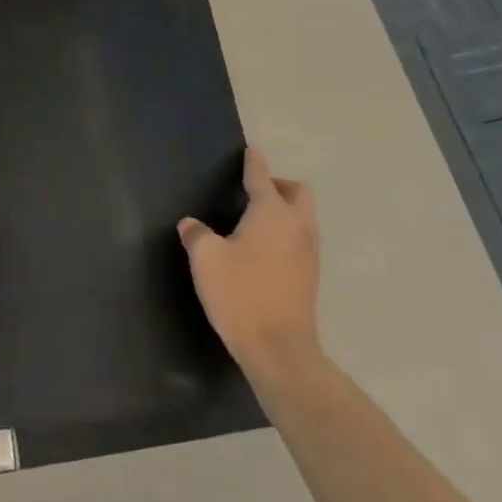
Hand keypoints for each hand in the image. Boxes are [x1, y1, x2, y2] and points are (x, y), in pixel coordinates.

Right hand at [178, 149, 323, 380]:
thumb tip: (191, 225)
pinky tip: (265, 251)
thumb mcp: (206, 259)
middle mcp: (296, 226)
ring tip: (257, 221)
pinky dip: (287, 234)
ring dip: (286, 211)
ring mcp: (309, 253)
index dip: (254, 163)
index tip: (251, 152)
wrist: (279, 350)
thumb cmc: (240, 294)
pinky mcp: (311, 277)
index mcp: (271, 213)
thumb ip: (196, 235)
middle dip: (279, 185)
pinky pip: (302, 240)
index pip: (262, 178)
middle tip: (254, 193)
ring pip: (304, 217)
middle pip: (298, 193)